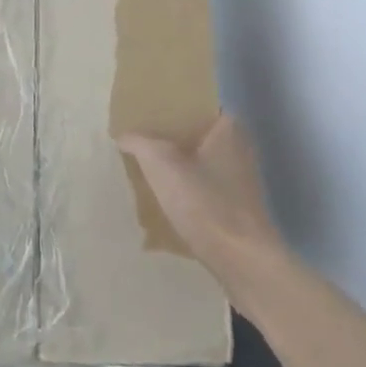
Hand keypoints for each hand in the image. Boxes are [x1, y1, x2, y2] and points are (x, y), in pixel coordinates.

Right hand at [119, 115, 294, 311]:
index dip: (173, 108)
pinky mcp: (236, 208)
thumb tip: (123, 135)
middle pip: (198, 135)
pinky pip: (204, 189)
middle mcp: (240, 149)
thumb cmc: (205, 203)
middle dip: (170, 139)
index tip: (146, 113)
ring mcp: (240, 181)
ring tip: (144, 169)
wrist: (242, 260)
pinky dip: (186, 191)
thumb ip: (140, 143)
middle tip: (138, 140)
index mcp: (229, 129)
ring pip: (200, 164)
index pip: (199, 106)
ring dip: (176, 167)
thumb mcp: (162, 164)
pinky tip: (163, 200)